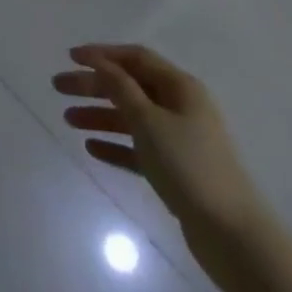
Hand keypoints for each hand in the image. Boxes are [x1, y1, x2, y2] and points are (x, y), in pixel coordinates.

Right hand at [54, 44, 266, 270]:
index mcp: (180, 87)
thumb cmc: (189, 167)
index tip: (70, 57)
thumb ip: (121, 89)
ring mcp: (179, 140)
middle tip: (59, 88)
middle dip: (94, 85)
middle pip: (130, 87)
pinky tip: (91, 147)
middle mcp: (180, 107)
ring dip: (100, 116)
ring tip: (68, 119)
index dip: (102, 54)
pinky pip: (138, 149)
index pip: (136, 58)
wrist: (233, 237)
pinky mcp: (176, 172)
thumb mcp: (149, 121)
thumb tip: (101, 63)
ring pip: (132, 118)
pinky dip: (116, 145)